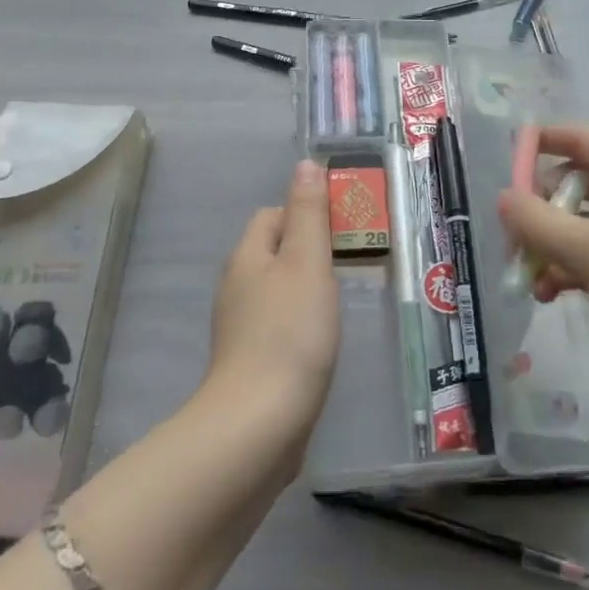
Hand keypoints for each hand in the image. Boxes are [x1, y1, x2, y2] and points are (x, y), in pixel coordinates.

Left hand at [207, 159, 340, 443]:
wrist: (259, 425)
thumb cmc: (290, 332)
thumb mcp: (307, 262)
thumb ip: (308, 212)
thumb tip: (304, 164)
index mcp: (248, 256)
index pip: (273, 215)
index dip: (306, 213)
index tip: (343, 229)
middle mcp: (237, 286)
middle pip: (275, 252)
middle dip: (311, 251)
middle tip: (351, 262)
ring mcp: (240, 328)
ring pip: (278, 290)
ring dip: (308, 289)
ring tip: (344, 300)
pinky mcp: (251, 363)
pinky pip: (279, 326)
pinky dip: (301, 324)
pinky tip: (324, 341)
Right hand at [497, 125, 588, 396]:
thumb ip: (537, 223)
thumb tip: (503, 197)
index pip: (580, 136)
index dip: (542, 141)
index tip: (507, 159)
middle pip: (580, 182)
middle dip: (541, 210)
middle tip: (512, 239)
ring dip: (557, 246)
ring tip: (529, 280)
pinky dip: (582, 267)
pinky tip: (557, 295)